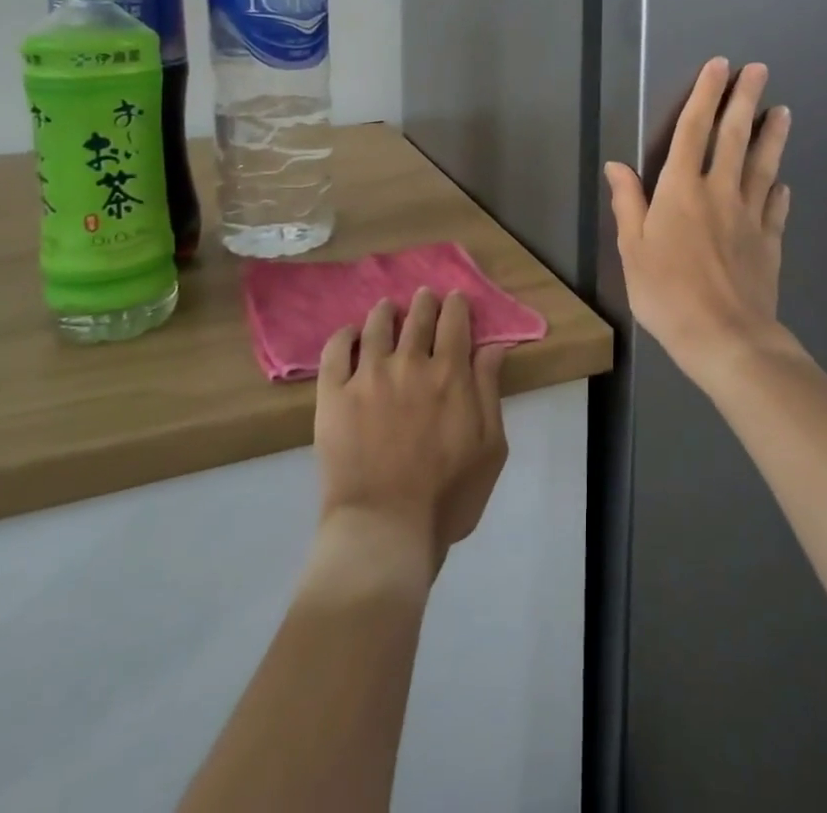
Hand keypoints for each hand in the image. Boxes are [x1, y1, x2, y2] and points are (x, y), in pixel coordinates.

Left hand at [314, 289, 509, 580]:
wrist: (385, 529)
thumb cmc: (447, 496)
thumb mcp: (490, 447)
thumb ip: (490, 391)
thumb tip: (493, 346)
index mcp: (450, 373)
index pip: (454, 321)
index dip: (456, 305)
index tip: (456, 300)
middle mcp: (409, 363)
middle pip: (418, 317)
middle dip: (424, 302)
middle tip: (424, 297)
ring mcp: (368, 376)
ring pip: (377, 326)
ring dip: (386, 311)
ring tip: (387, 308)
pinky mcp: (333, 395)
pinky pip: (335, 351)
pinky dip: (344, 335)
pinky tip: (349, 333)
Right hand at [604, 57, 802, 393]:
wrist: (725, 337)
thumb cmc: (667, 293)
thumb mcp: (632, 250)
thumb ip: (628, 204)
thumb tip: (618, 165)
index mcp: (681, 190)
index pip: (693, 131)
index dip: (705, 96)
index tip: (718, 67)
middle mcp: (719, 192)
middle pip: (734, 137)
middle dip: (744, 100)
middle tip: (759, 70)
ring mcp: (750, 216)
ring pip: (763, 165)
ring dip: (772, 135)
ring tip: (783, 111)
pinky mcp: (770, 241)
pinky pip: (775, 207)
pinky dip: (779, 190)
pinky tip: (783, 182)